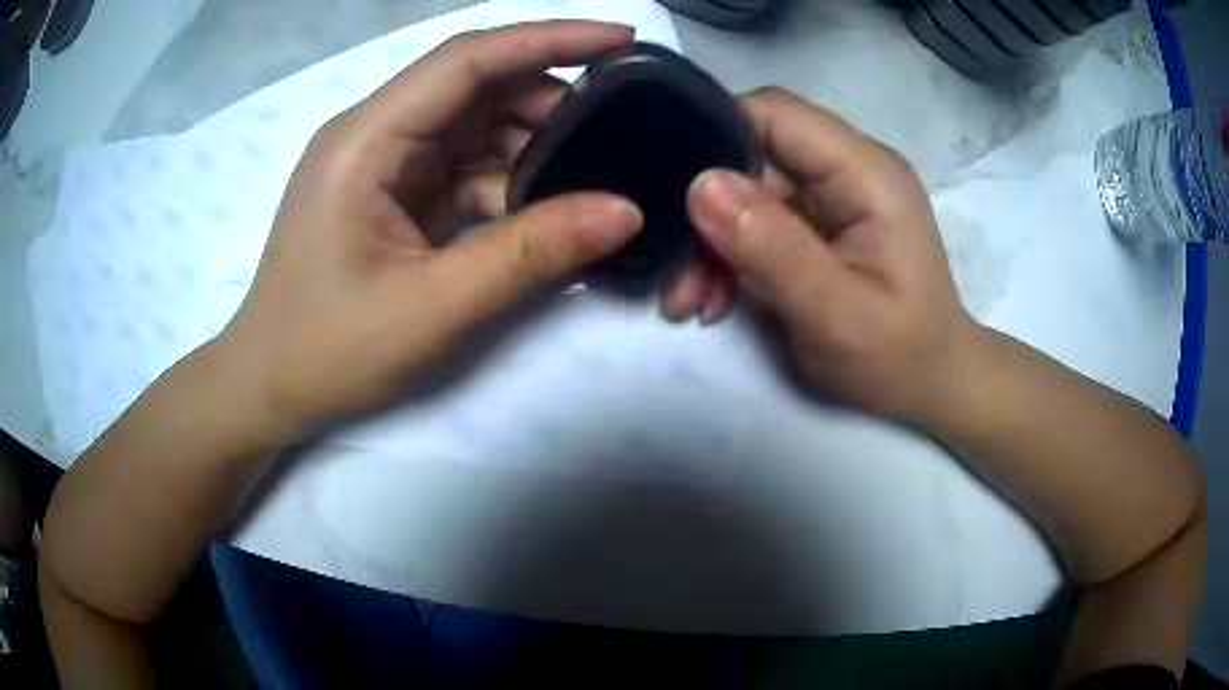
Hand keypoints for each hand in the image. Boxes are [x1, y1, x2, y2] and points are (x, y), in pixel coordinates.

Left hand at [217, 22, 642, 435]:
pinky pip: (464, 169)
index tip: (622, 39)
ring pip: (476, 128)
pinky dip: (508, 183)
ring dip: (533, 144)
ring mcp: (384, 165)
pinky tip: (547, 206)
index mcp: (365, 140)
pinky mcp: (394, 196)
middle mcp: (374, 135)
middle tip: (621, 129)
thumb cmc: (327, 351)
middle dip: (549, 100)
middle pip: (475, 88)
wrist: (270, 388)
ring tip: (595, 170)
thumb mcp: (432, 307)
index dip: (548, 39)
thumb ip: (530, 253)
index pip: (466, 61)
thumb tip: (625, 210)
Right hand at [669, 88, 977, 422]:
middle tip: (674, 273)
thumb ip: (774, 249)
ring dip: (709, 242)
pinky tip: (712, 300)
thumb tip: (700, 186)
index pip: (775, 113)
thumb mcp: (836, 315)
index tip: (666, 189)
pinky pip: (755, 222)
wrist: (930, 386)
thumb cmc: (897, 359)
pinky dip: (726, 257)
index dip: (714, 135)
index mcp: (866, 174)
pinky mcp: (818, 224)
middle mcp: (848, 169)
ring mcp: (832, 197)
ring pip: (745, 191)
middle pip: (752, 154)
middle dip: (703, 209)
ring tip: (688, 300)